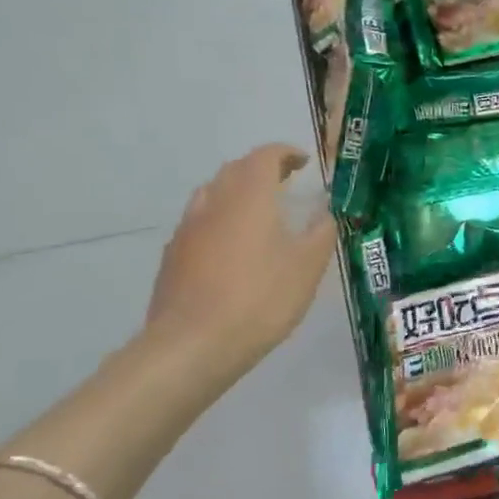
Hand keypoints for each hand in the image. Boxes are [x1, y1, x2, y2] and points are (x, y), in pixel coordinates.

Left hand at [146, 144, 337, 386]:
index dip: (286, 153)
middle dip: (262, 169)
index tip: (304, 162)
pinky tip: (233, 248)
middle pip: (235, 170)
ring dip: (237, 192)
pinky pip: (200, 223)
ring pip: (213, 194)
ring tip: (259, 213)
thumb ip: (321, 232)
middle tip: (286, 183)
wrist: (191, 346)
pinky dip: (220, 220)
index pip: (265, 156)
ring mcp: (188, 229)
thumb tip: (326, 213)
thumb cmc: (260, 298)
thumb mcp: (308, 266)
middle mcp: (214, 203)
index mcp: (249, 197)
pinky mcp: (173, 256)